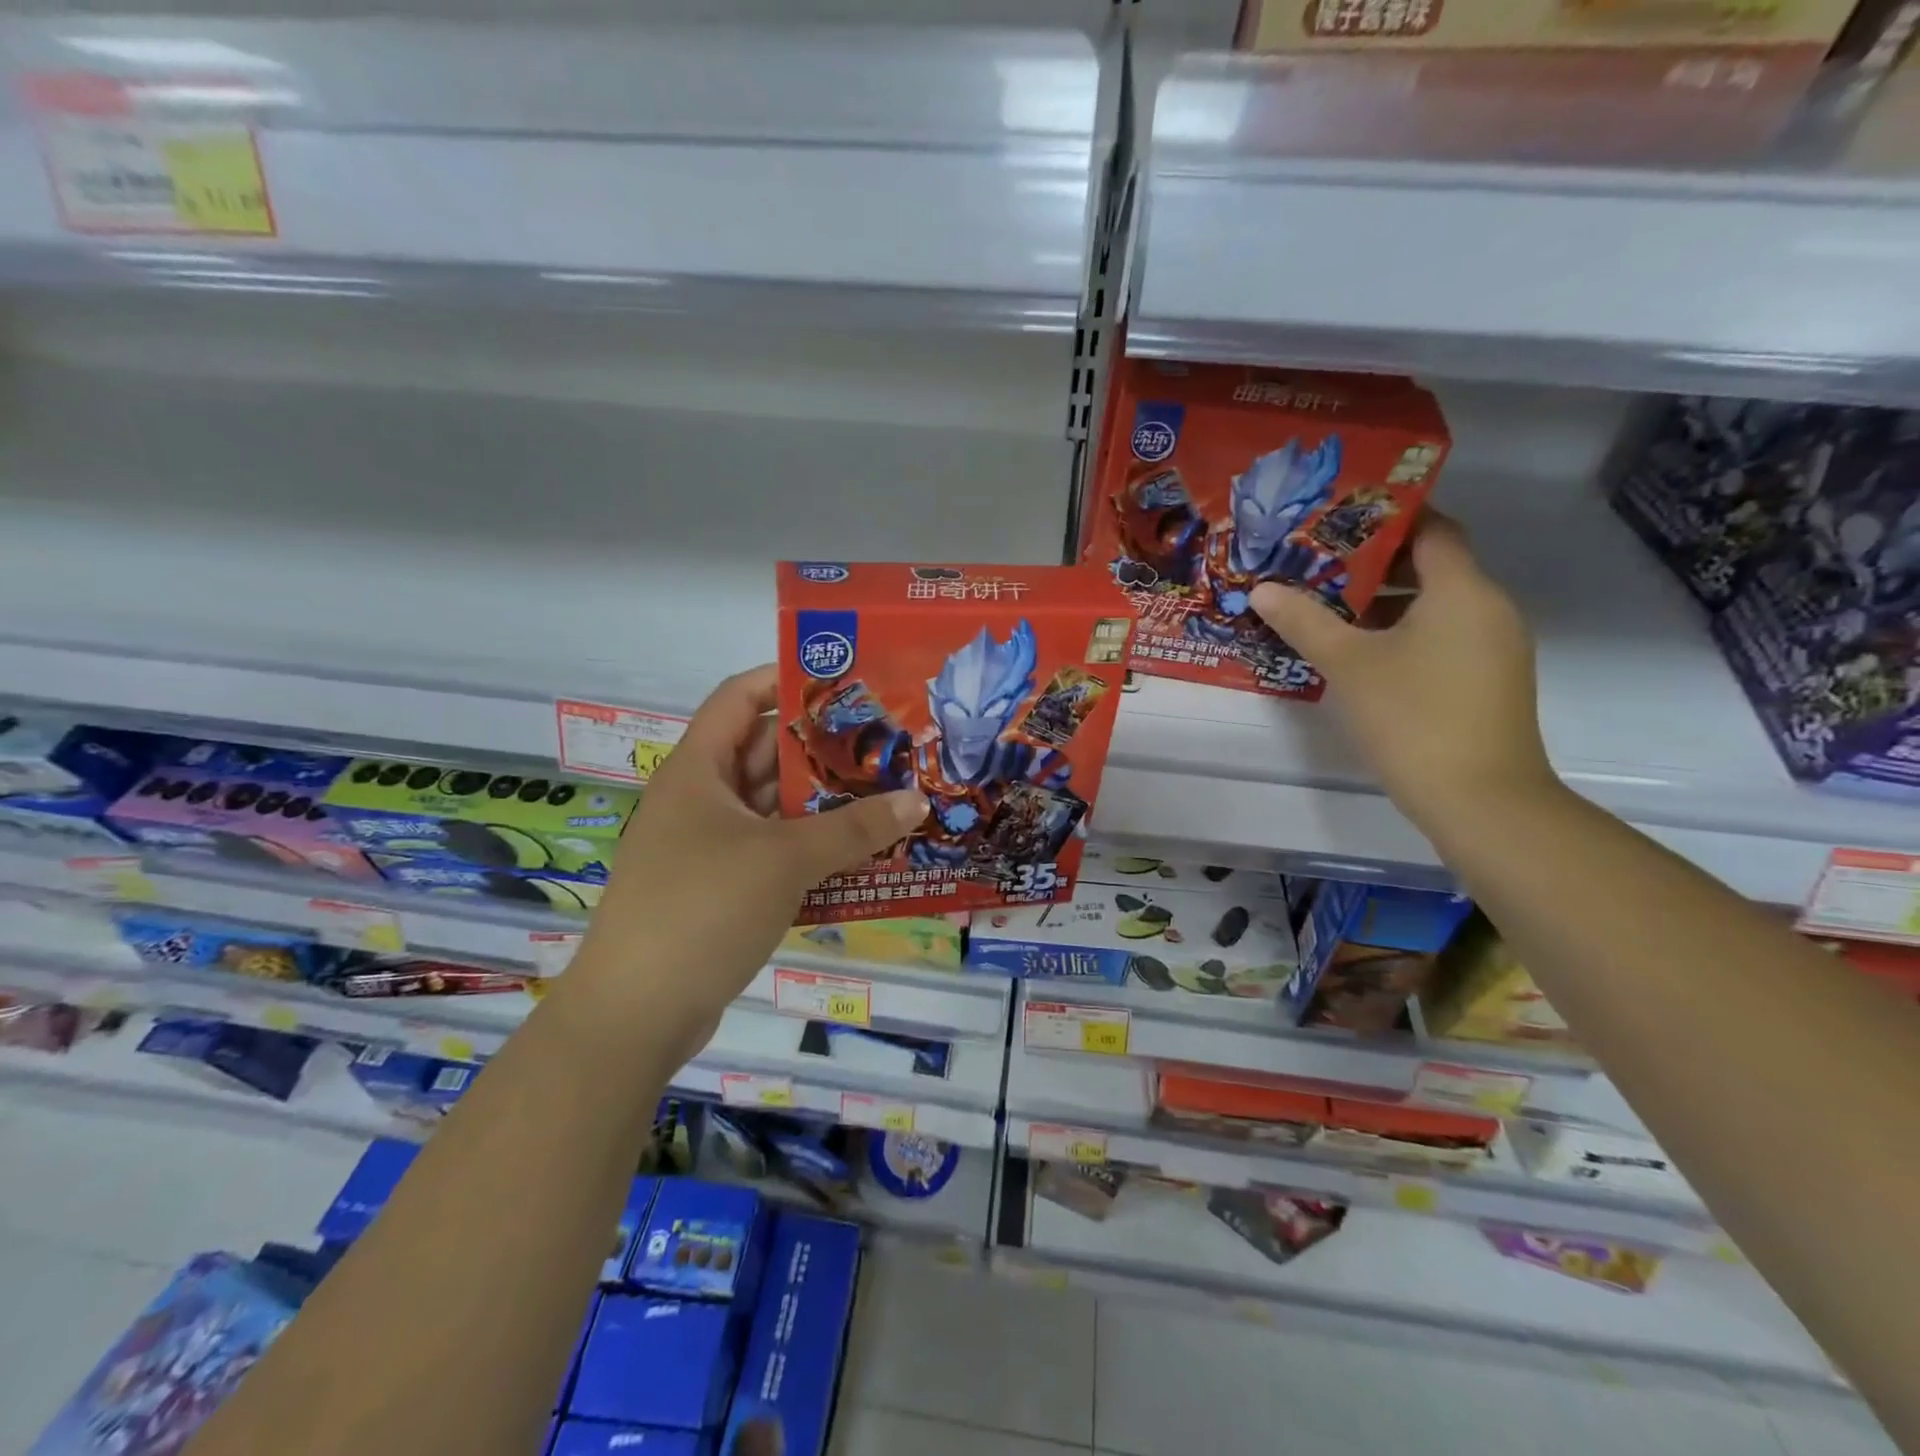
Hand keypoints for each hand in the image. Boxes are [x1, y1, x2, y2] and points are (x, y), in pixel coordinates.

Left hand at [564, 666, 926, 1059]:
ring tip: (885, 795)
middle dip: (822, 748)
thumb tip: (917, 800)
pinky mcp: (718, 888)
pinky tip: (857, 855)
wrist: (636, 1015)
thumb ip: (854, 829)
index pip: (740, 697)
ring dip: (822, 804)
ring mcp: (706, 846)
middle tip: (885, 744)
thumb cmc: (703, 910)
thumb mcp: (784, 860)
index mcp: (698, 770)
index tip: (846, 681)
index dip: (787, 679)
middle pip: (764, 753)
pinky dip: (809, 847)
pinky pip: (771, 851)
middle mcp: (699, 799)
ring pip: (772, 807)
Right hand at [1250, 513, 1557, 834]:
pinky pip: (1446, 635)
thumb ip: (1304, 622)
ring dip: (1387, 602)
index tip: (1339, 520)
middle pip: (1434, 566)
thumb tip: (1262, 589)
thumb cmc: (1412, 716)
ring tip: (1329, 610)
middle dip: (1375, 564)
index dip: (1389, 518)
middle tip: (1318, 566)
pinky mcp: (1490, 679)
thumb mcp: (1348, 664)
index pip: (1434, 529)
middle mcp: (1489, 607)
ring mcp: (1495, 646)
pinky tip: (1363, 654)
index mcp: (1462, 590)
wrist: (1480, 798)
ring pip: (1438, 605)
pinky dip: (1407, 632)